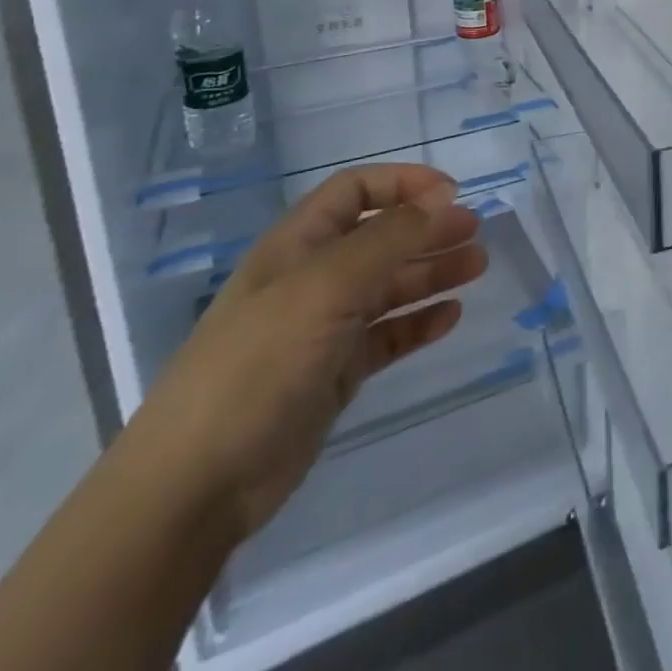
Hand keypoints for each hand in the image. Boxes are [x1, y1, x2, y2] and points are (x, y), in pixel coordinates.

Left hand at [119, 164, 486, 539]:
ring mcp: (322, 328)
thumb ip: (390, 238)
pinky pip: (386, 336)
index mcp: (297, 245)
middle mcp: (311, 279)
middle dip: (428, 229)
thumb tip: (444, 197)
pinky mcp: (333, 374)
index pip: (355, 191)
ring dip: (432, 272)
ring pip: (388, 286)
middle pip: (380, 238)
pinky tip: (450, 318)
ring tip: (477, 268)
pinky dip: (418, 324)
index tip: (452, 194)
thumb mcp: (327, 286)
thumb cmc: (259, 364)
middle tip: (476, 233)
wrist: (194, 486)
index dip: (403, 183)